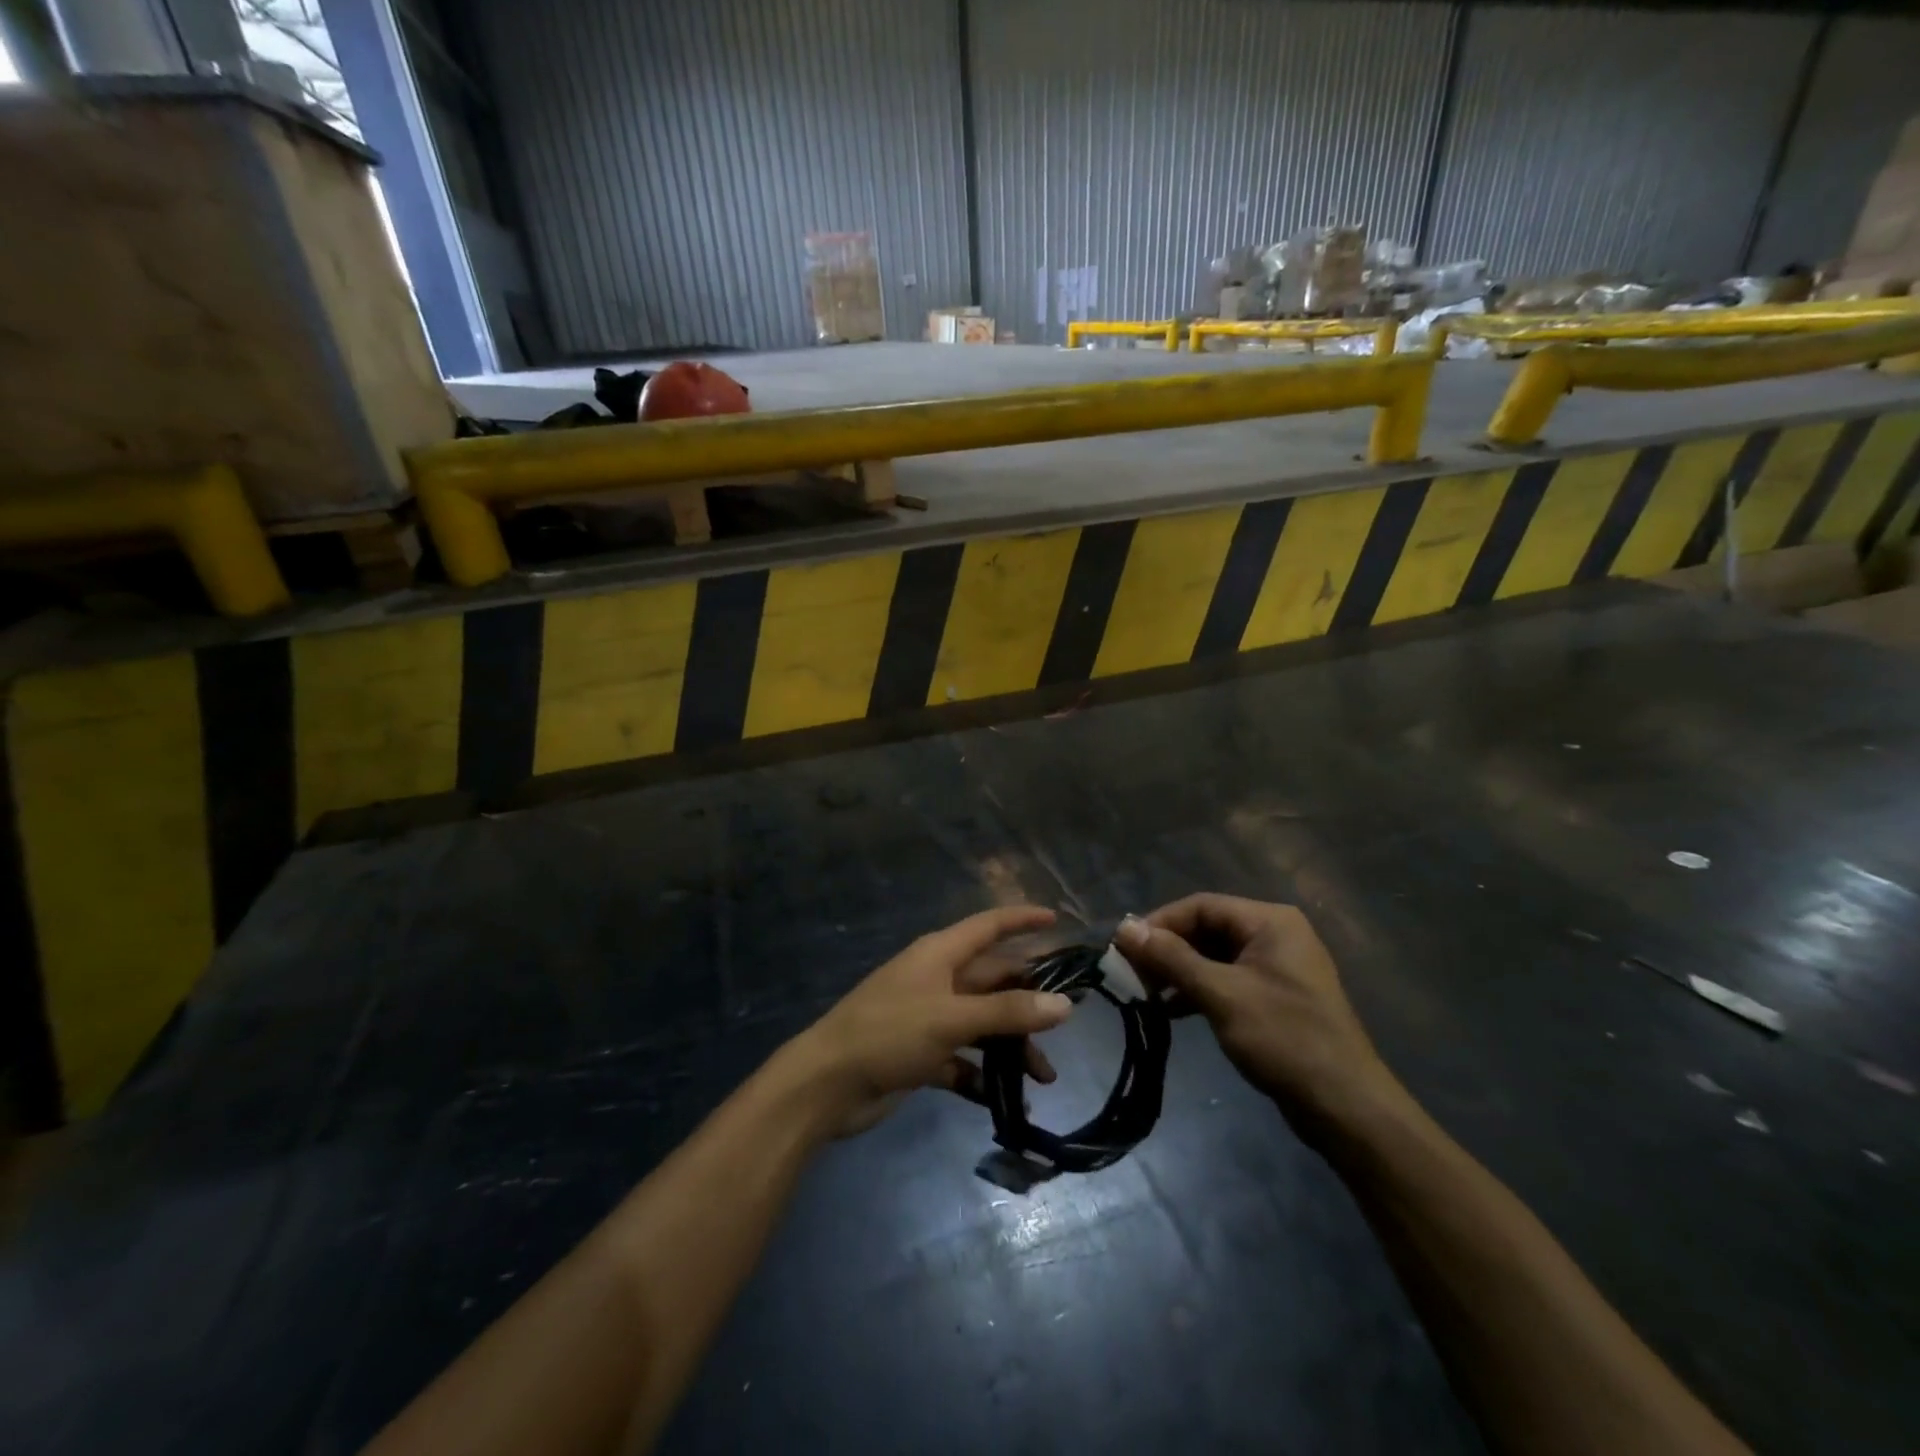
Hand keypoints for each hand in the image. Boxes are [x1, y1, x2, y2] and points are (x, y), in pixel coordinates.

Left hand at [793, 906, 1075, 1136]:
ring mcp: (929, 1018)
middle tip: (1069, 1021)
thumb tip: (1065, 1005)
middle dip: (1029, 1000)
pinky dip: (984, 1075)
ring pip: (983, 1024)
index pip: (989, 926)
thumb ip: (1008, 1012)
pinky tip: (1006, 1100)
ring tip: (1044, 1077)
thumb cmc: (889, 1033)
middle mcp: (938, 980)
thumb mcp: (952, 1018)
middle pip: (993, 980)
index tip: (1057, 921)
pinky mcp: (922, 1054)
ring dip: (1011, 1046)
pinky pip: (964, 1059)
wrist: (827, 1084)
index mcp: (941, 955)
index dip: (1022, 920)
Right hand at [1115, 894, 1401, 1133]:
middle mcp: (1274, 935)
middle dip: (1166, 950)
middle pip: (1206, 929)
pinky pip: (1226, 980)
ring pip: (1213, 956)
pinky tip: (1169, 1010)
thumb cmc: (1285, 1039)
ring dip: (1178, 972)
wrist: (1346, 1107)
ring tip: (1143, 994)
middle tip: (1130, 973)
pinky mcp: (1274, 997)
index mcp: (1269, 921)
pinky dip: (1197, 990)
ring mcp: (1276, 967)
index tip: (1123, 948)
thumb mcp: (1221, 994)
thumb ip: (1171, 958)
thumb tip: (1124, 928)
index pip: (1201, 906)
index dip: (1159, 923)